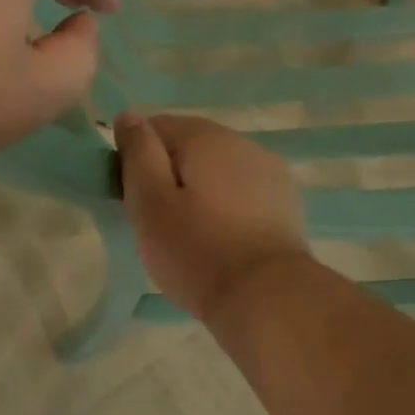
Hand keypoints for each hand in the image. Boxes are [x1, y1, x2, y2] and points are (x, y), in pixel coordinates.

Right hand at [114, 113, 309, 318]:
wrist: (268, 297)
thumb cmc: (197, 250)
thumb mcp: (150, 202)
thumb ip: (138, 153)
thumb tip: (129, 117)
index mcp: (205, 136)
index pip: (156, 126)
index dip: (138, 158)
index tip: (134, 197)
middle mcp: (241, 141)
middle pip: (190, 145)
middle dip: (170, 174)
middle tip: (159, 221)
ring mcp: (269, 170)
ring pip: (218, 168)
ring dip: (200, 189)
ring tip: (192, 233)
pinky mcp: (285, 200)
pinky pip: (243, 190)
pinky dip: (227, 204)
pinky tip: (224, 237)